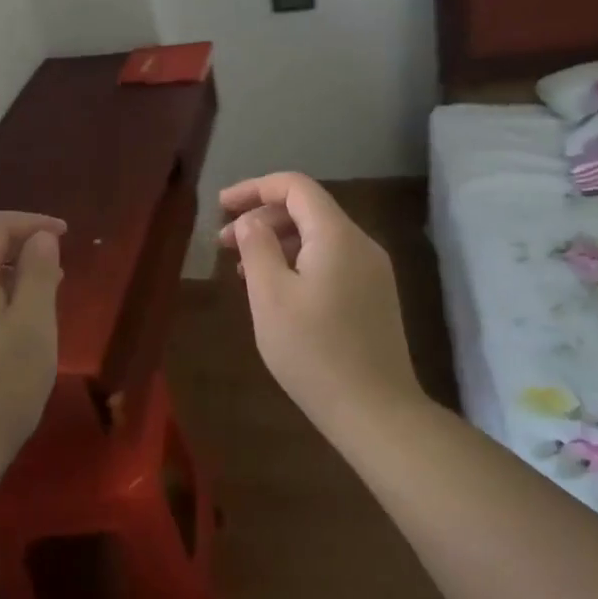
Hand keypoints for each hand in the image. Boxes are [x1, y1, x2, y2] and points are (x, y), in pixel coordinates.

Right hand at [219, 173, 424, 438]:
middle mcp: (361, 243)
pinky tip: (276, 290)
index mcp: (336, 235)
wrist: (376, 412)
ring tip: (243, 268)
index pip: (295, 187)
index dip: (254, 188)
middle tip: (224, 244)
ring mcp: (372, 271)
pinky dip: (298, 262)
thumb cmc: (314, 352)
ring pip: (319, 237)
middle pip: (307, 210)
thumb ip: (257, 248)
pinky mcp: (374, 296)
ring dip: (278, 242)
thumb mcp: (270, 297)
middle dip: (262, 218)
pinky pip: (331, 260)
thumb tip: (250, 221)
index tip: (221, 206)